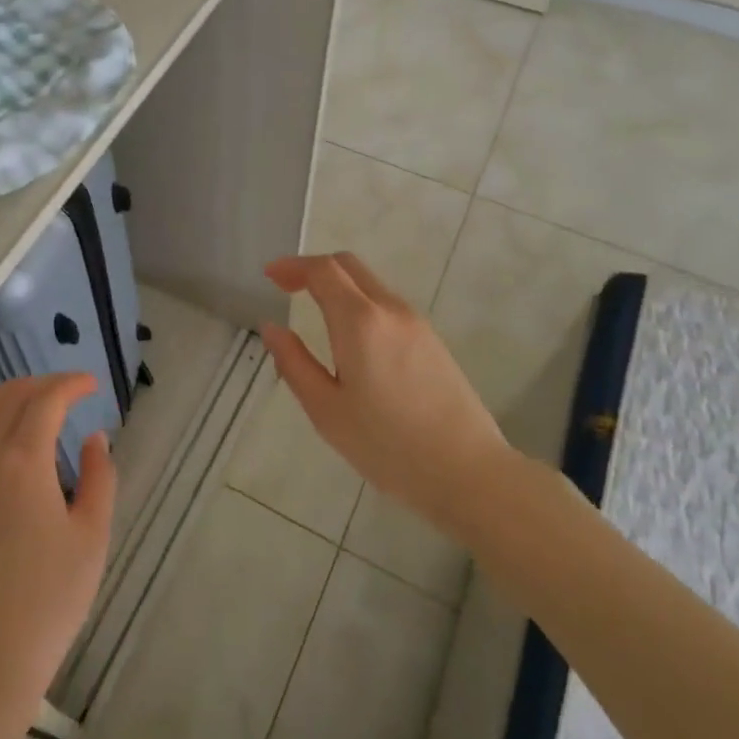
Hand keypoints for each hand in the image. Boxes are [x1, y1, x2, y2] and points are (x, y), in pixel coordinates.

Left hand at [0, 374, 115, 723]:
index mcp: (23, 462)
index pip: (45, 400)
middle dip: (42, 383)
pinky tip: (16, 441)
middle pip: (9, 398)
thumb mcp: (92, 536)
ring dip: (13, 396)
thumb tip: (95, 439)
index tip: (94, 385)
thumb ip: (98, 478)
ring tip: (43, 403)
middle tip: (72, 389)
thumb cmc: (50, 598)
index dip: (71, 385)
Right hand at [261, 252, 512, 543]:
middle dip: (314, 268)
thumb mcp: (327, 410)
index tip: (270, 276)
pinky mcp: (432, 340)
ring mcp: (416, 323)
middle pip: (349, 266)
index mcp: (360, 321)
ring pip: (370, 284)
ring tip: (315, 313)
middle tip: (286, 287)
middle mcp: (390, 310)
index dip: (293, 266)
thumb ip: (294, 363)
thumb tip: (271, 328)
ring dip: (339, 286)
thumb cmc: (388, 445)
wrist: (468, 472)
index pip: (323, 270)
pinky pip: (387, 305)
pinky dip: (360, 303)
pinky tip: (351, 339)